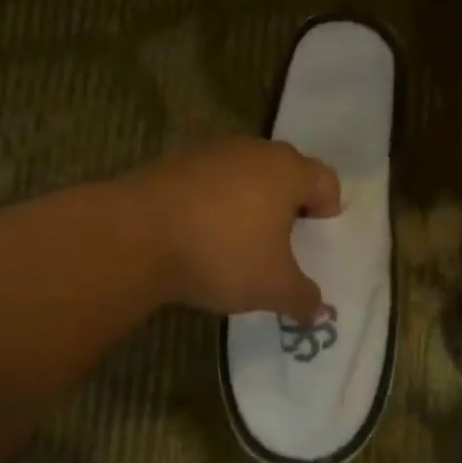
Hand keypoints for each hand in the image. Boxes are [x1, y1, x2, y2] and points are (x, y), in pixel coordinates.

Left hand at [124, 138, 340, 320]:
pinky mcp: (173, 161)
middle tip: (283, 235)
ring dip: (250, 197)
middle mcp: (255, 151)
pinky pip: (210, 178)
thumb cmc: (221, 254)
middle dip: (290, 199)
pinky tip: (200, 231)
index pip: (326, 179)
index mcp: (288, 172)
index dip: (328, 207)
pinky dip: (214, 199)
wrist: (133, 236)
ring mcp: (211, 152)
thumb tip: (319, 311)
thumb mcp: (272, 287)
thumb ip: (302, 298)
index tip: (316, 233)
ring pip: (246, 171)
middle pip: (287, 169)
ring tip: (239, 235)